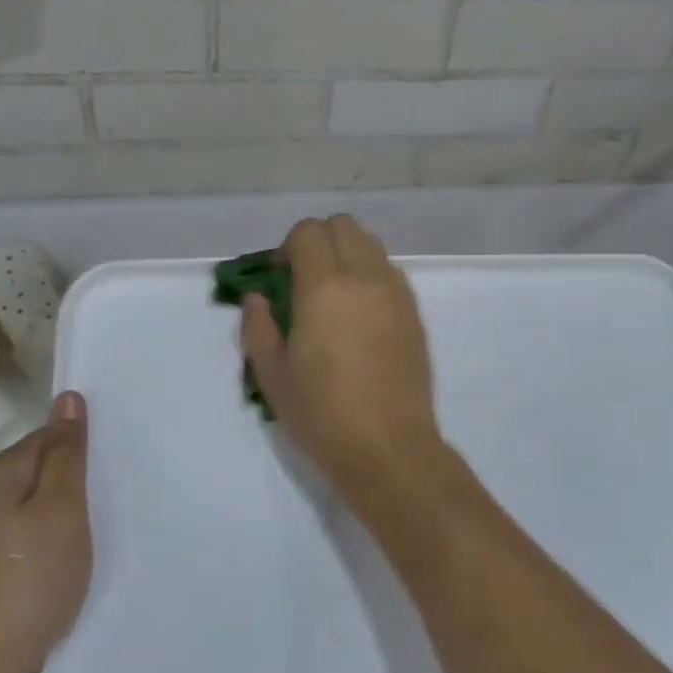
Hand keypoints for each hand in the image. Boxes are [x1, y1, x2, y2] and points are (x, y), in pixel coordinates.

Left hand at [0, 391, 90, 672]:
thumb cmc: (33, 577)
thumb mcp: (62, 508)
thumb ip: (66, 453)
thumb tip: (68, 396)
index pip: (49, 436)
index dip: (82, 452)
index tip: (108, 476)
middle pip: (41, 467)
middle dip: (73, 480)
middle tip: (108, 502)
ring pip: (36, 499)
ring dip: (64, 509)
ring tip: (93, 529)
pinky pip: (28, 526)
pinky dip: (50, 533)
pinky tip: (66, 554)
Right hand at [241, 216, 442, 498]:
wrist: (388, 447)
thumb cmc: (322, 413)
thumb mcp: (271, 374)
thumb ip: (257, 326)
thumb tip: (258, 298)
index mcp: (325, 287)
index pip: (308, 232)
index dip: (287, 247)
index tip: (279, 277)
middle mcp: (365, 278)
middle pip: (343, 226)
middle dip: (318, 241)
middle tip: (303, 279)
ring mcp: (396, 293)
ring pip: (371, 244)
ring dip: (346, 255)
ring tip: (333, 296)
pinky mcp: (414, 313)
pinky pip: (389, 272)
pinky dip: (370, 275)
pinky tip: (359, 316)